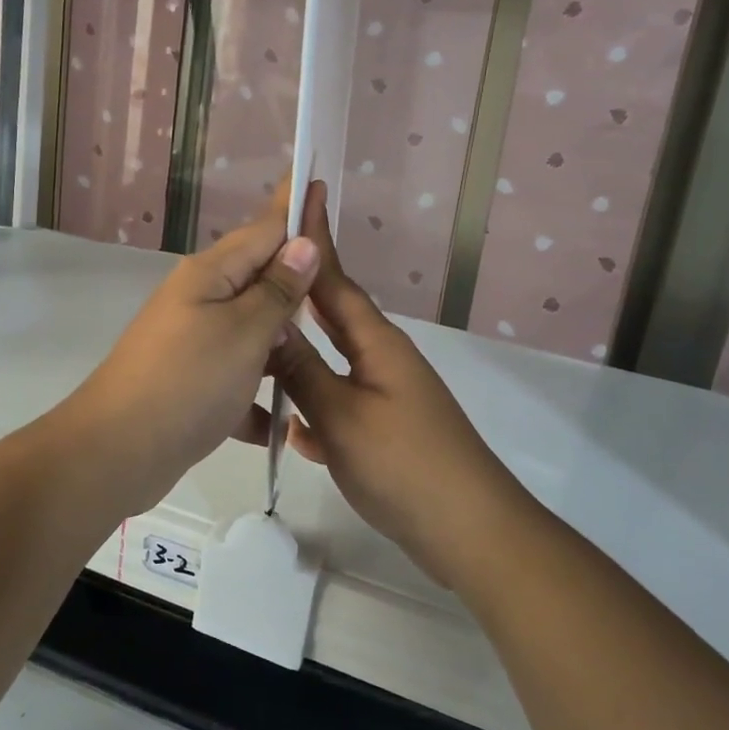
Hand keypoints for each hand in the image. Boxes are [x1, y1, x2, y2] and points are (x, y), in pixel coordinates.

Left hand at [61, 189, 318, 513]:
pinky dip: (256, 395)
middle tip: (340, 280)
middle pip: (258, 278)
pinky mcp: (190, 383)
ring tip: (321, 353)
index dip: (293, 207)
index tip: (318, 178)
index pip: (264, 228)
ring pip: (250, 331)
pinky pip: (236, 377)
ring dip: (281, 342)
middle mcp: (199, 300)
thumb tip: (302, 244)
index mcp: (211, 275)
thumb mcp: (243, 333)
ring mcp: (192, 343)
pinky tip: (282, 422)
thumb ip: (276, 290)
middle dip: (295, 279)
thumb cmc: (187, 382)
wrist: (116, 452)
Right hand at [248, 182, 528, 585]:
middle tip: (258, 275)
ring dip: (300, 357)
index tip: (299, 197)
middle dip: (298, 294)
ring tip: (259, 349)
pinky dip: (314, 410)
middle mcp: (383, 358)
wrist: (470, 531)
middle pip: (333, 315)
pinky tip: (290, 431)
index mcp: (376, 342)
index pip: (334, 279)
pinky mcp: (386, 429)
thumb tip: (271, 324)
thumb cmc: (404, 464)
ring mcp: (387, 394)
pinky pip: (340, 403)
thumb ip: (302, 370)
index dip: (314, 240)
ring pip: (332, 363)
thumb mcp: (341, 416)